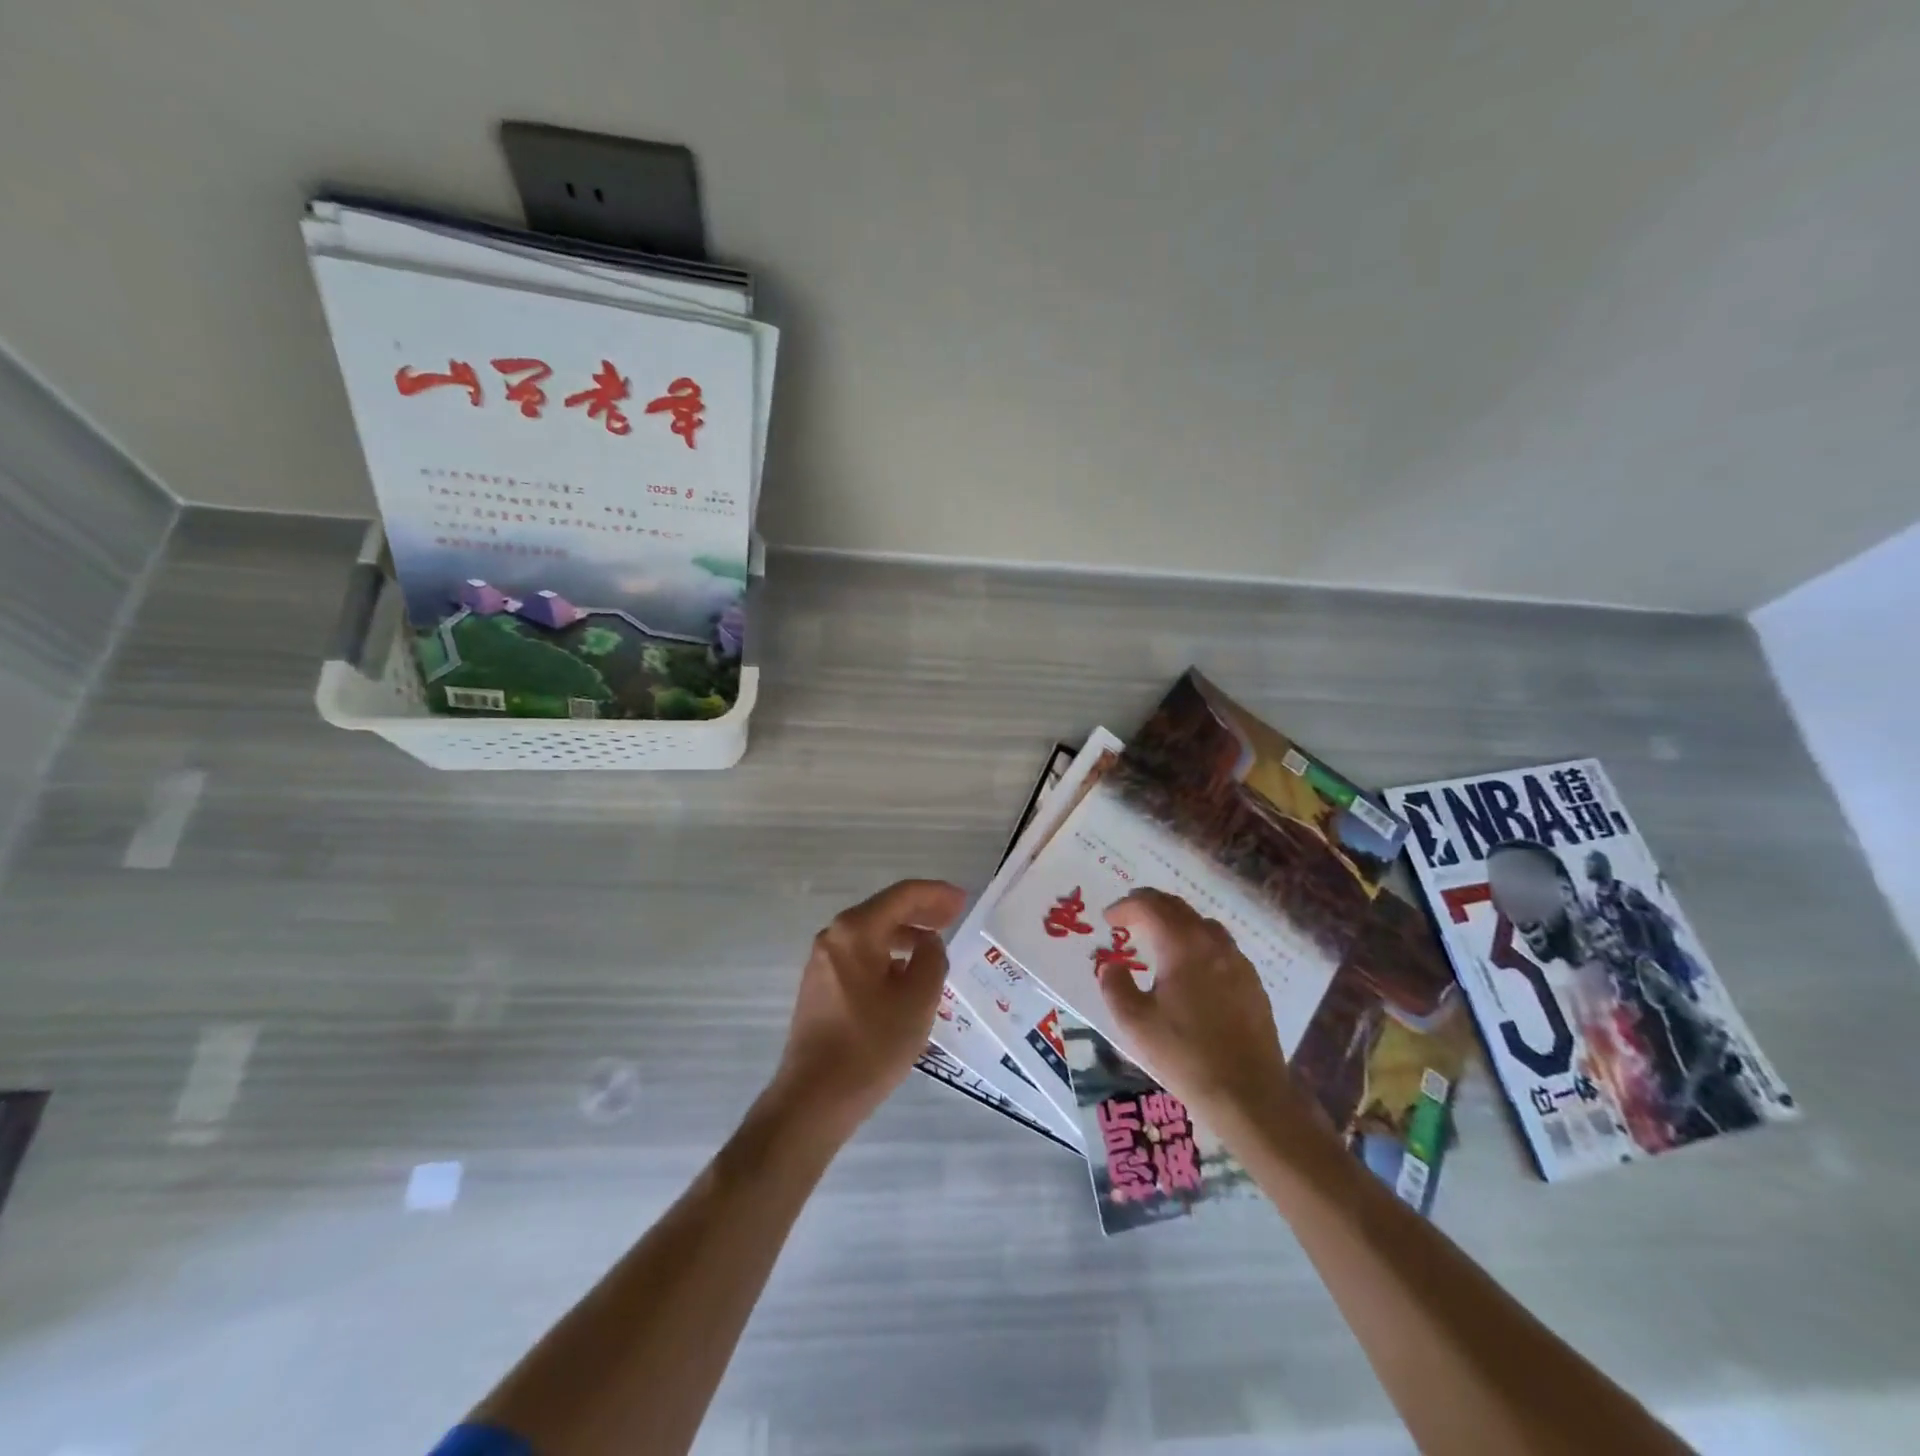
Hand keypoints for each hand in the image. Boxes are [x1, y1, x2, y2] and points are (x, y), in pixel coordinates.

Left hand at [772, 879, 966, 1136]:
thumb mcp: (918, 1000)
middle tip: (955, 915)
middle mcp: (834, 936)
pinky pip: (861, 954)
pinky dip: (887, 953)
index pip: (903, 895)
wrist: (814, 1098)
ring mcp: (823, 960)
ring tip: (935, 944)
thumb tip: (928, 943)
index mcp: (856, 930)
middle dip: (922, 910)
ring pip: (872, 933)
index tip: (963, 899)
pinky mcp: (820, 984)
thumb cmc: (871, 1045)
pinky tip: (906, 972)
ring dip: (906, 933)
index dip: (936, 894)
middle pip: (885, 909)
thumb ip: (932, 959)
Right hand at [1097, 889, 1306, 1130]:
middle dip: (1149, 906)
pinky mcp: (1252, 983)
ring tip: (1157, 939)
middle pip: (1178, 907)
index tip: (1108, 919)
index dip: (1126, 906)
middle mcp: (1213, 943)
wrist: (1249, 1095)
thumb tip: (1111, 966)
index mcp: (1182, 945)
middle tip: (1128, 918)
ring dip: (1175, 922)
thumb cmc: (1185, 1055)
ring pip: (1202, 924)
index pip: (1150, 906)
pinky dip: (1197, 943)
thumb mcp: (1135, 1023)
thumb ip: (1115, 987)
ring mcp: (1238, 962)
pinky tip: (1190, 970)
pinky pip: (1220, 947)